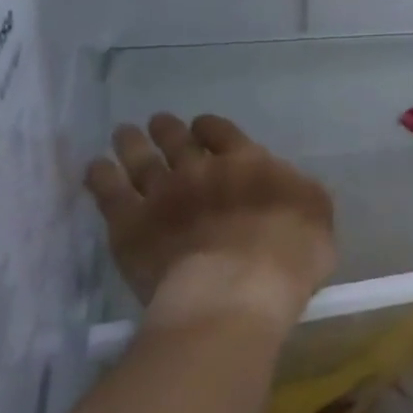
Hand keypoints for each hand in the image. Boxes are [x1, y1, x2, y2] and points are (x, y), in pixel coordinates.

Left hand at [86, 113, 335, 333]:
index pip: (223, 132)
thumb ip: (298, 192)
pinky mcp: (130, 225)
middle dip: (168, 129)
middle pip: (178, 140)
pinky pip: (109, 193)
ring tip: (123, 133)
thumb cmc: (290, 255)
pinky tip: (96, 168)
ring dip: (132, 144)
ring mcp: (162, 194)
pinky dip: (101, 177)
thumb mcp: (317, 215)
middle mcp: (202, 168)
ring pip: (141, 159)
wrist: (237, 290)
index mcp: (248, 162)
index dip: (210, 128)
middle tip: (158, 123)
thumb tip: (287, 184)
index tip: (202, 128)